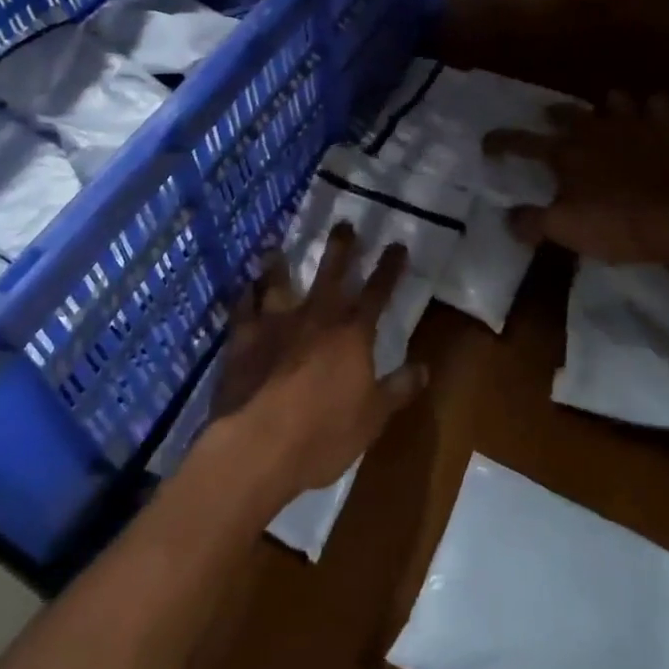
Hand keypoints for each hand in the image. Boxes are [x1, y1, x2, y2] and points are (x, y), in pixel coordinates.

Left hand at [205, 224, 424, 501]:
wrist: (258, 444)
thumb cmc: (323, 434)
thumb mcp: (373, 418)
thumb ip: (399, 389)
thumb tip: (425, 367)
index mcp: (352, 334)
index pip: (378, 292)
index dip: (389, 267)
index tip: (397, 245)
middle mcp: (316, 317)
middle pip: (331, 272)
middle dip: (341, 247)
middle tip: (344, 224)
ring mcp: (276, 322)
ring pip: (279, 281)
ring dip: (279, 264)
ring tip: (275, 248)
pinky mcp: (243, 336)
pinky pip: (243, 307)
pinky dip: (245, 296)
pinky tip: (243, 289)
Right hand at [483, 92, 668, 264]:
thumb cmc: (618, 225)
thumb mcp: (566, 231)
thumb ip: (532, 222)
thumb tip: (509, 217)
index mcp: (564, 153)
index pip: (521, 142)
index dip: (501, 142)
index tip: (488, 143)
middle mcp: (593, 130)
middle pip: (565, 112)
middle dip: (553, 115)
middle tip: (548, 121)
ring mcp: (632, 125)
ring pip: (612, 99)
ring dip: (604, 105)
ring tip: (602, 116)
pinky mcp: (666, 130)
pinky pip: (657, 105)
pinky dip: (651, 108)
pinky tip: (650, 117)